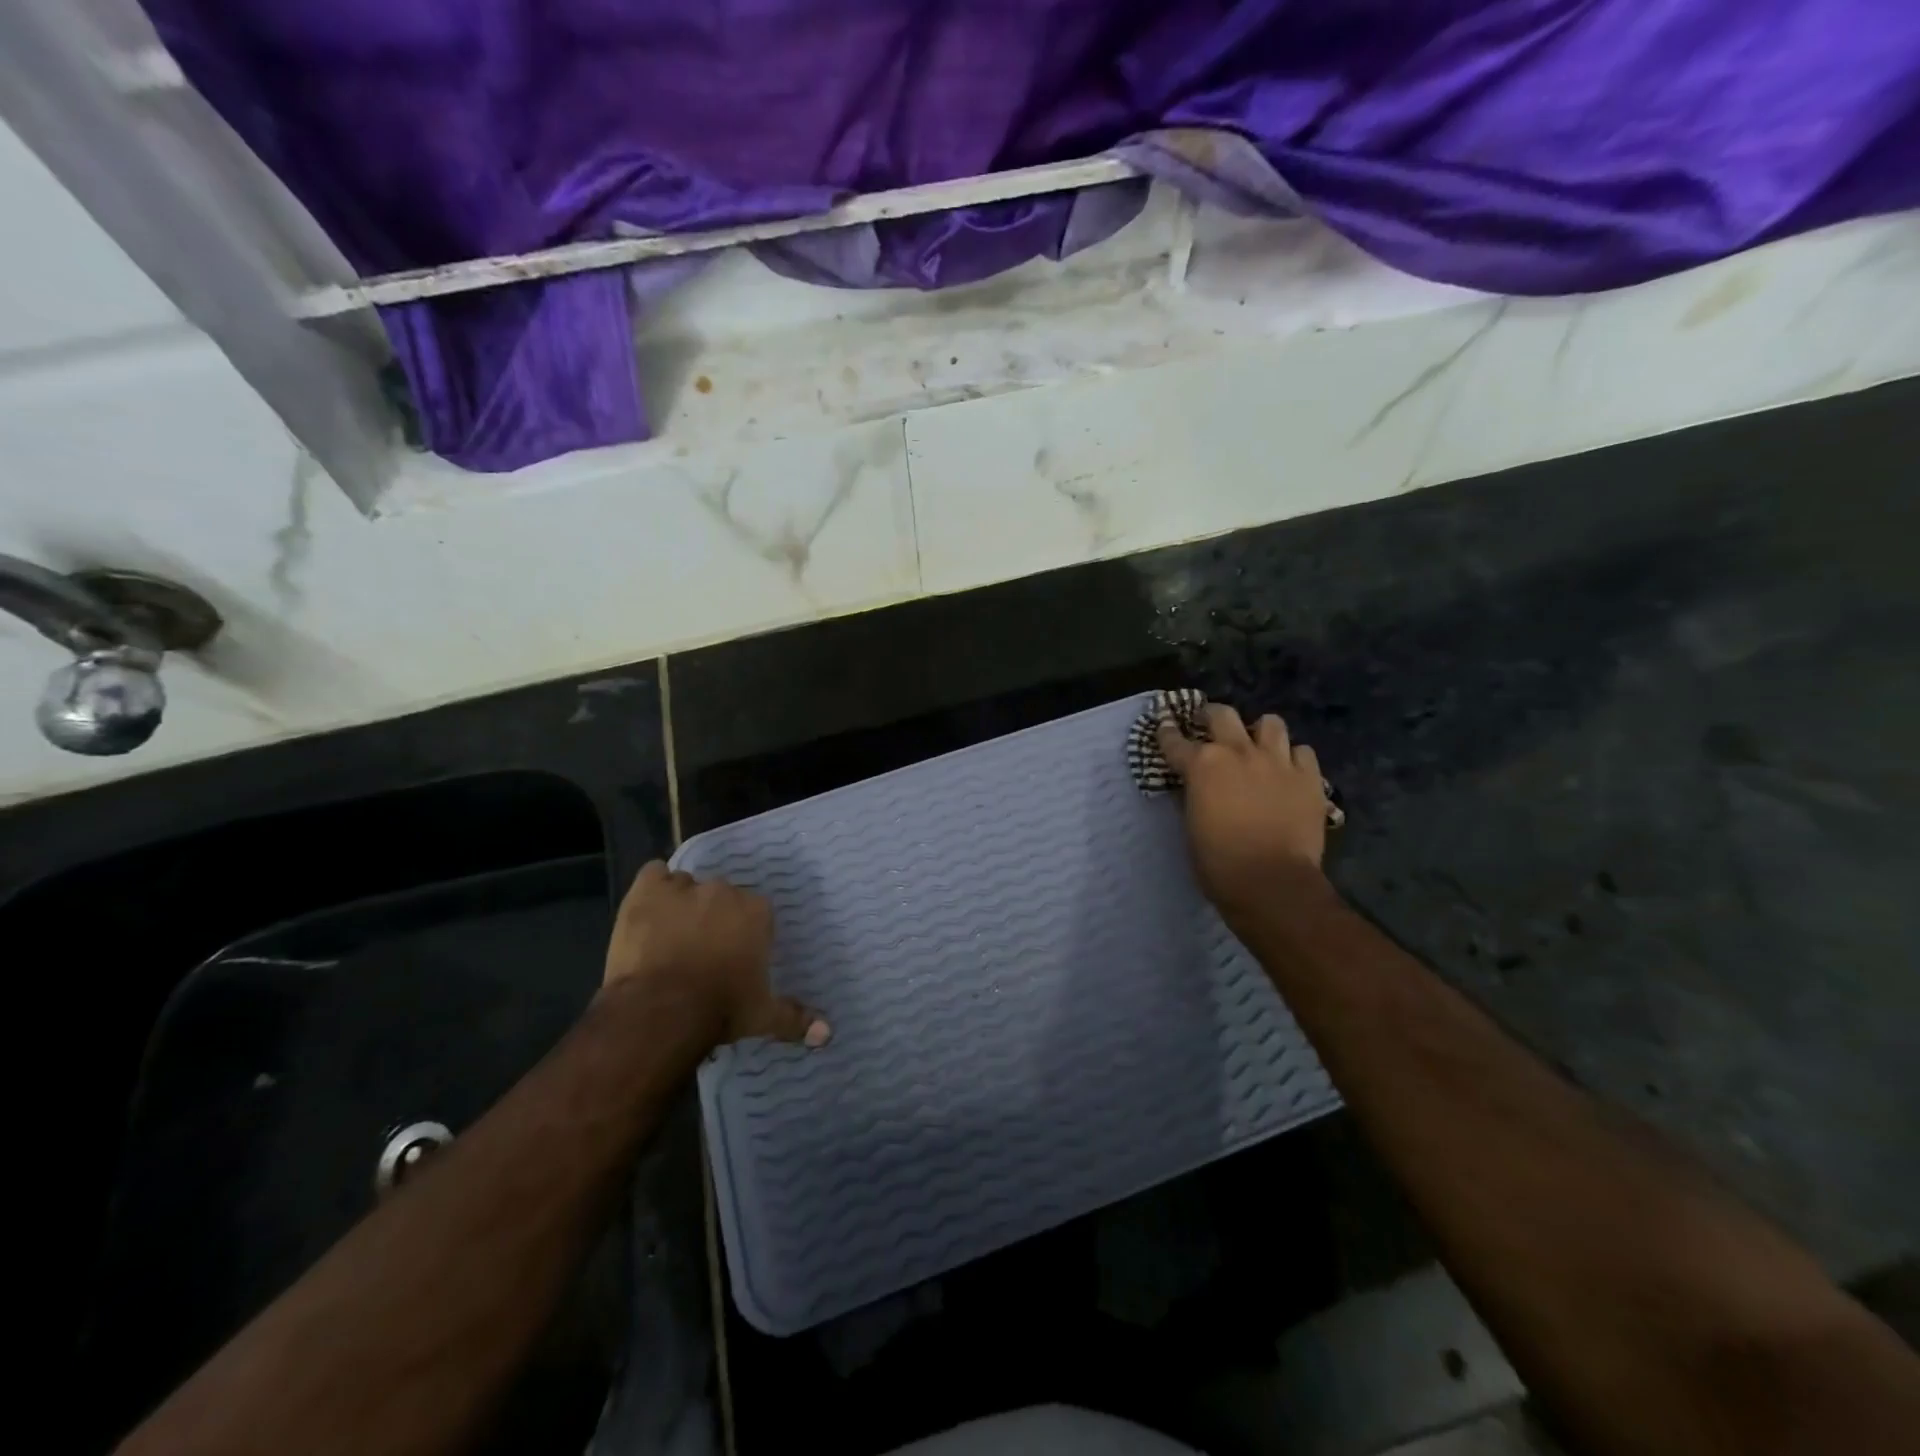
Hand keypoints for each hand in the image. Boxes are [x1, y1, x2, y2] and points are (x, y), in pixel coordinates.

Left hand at [604, 861, 830, 1047]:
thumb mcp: (762, 1017)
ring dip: (680, 904)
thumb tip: (828, 1034)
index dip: (741, 932)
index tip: (731, 954)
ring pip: (686, 886)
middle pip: (720, 896)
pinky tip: (648, 910)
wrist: (662, 1011)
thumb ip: (795, 1018)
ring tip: (669, 935)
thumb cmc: (720, 1009)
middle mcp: (725, 890)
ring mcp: (686, 887)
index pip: (753, 911)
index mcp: (757, 911)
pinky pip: (653, 874)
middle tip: (699, 949)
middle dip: (712, 917)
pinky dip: (652, 888)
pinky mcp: (649, 890)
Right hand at [1157, 704, 1333, 919]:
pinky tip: (1287, 770)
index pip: (1175, 740)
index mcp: (1202, 765)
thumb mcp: (1191, 825)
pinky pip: (1302, 752)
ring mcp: (1277, 761)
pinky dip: (1292, 757)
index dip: (1167, 732)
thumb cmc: (1218, 862)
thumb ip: (1192, 796)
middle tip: (1208, 725)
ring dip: (1259, 731)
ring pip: (1270, 723)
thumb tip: (1192, 786)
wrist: (1272, 882)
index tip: (1164, 726)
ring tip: (1256, 745)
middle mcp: (1239, 752)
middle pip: (1223, 715)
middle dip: (1211, 716)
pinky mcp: (1309, 777)